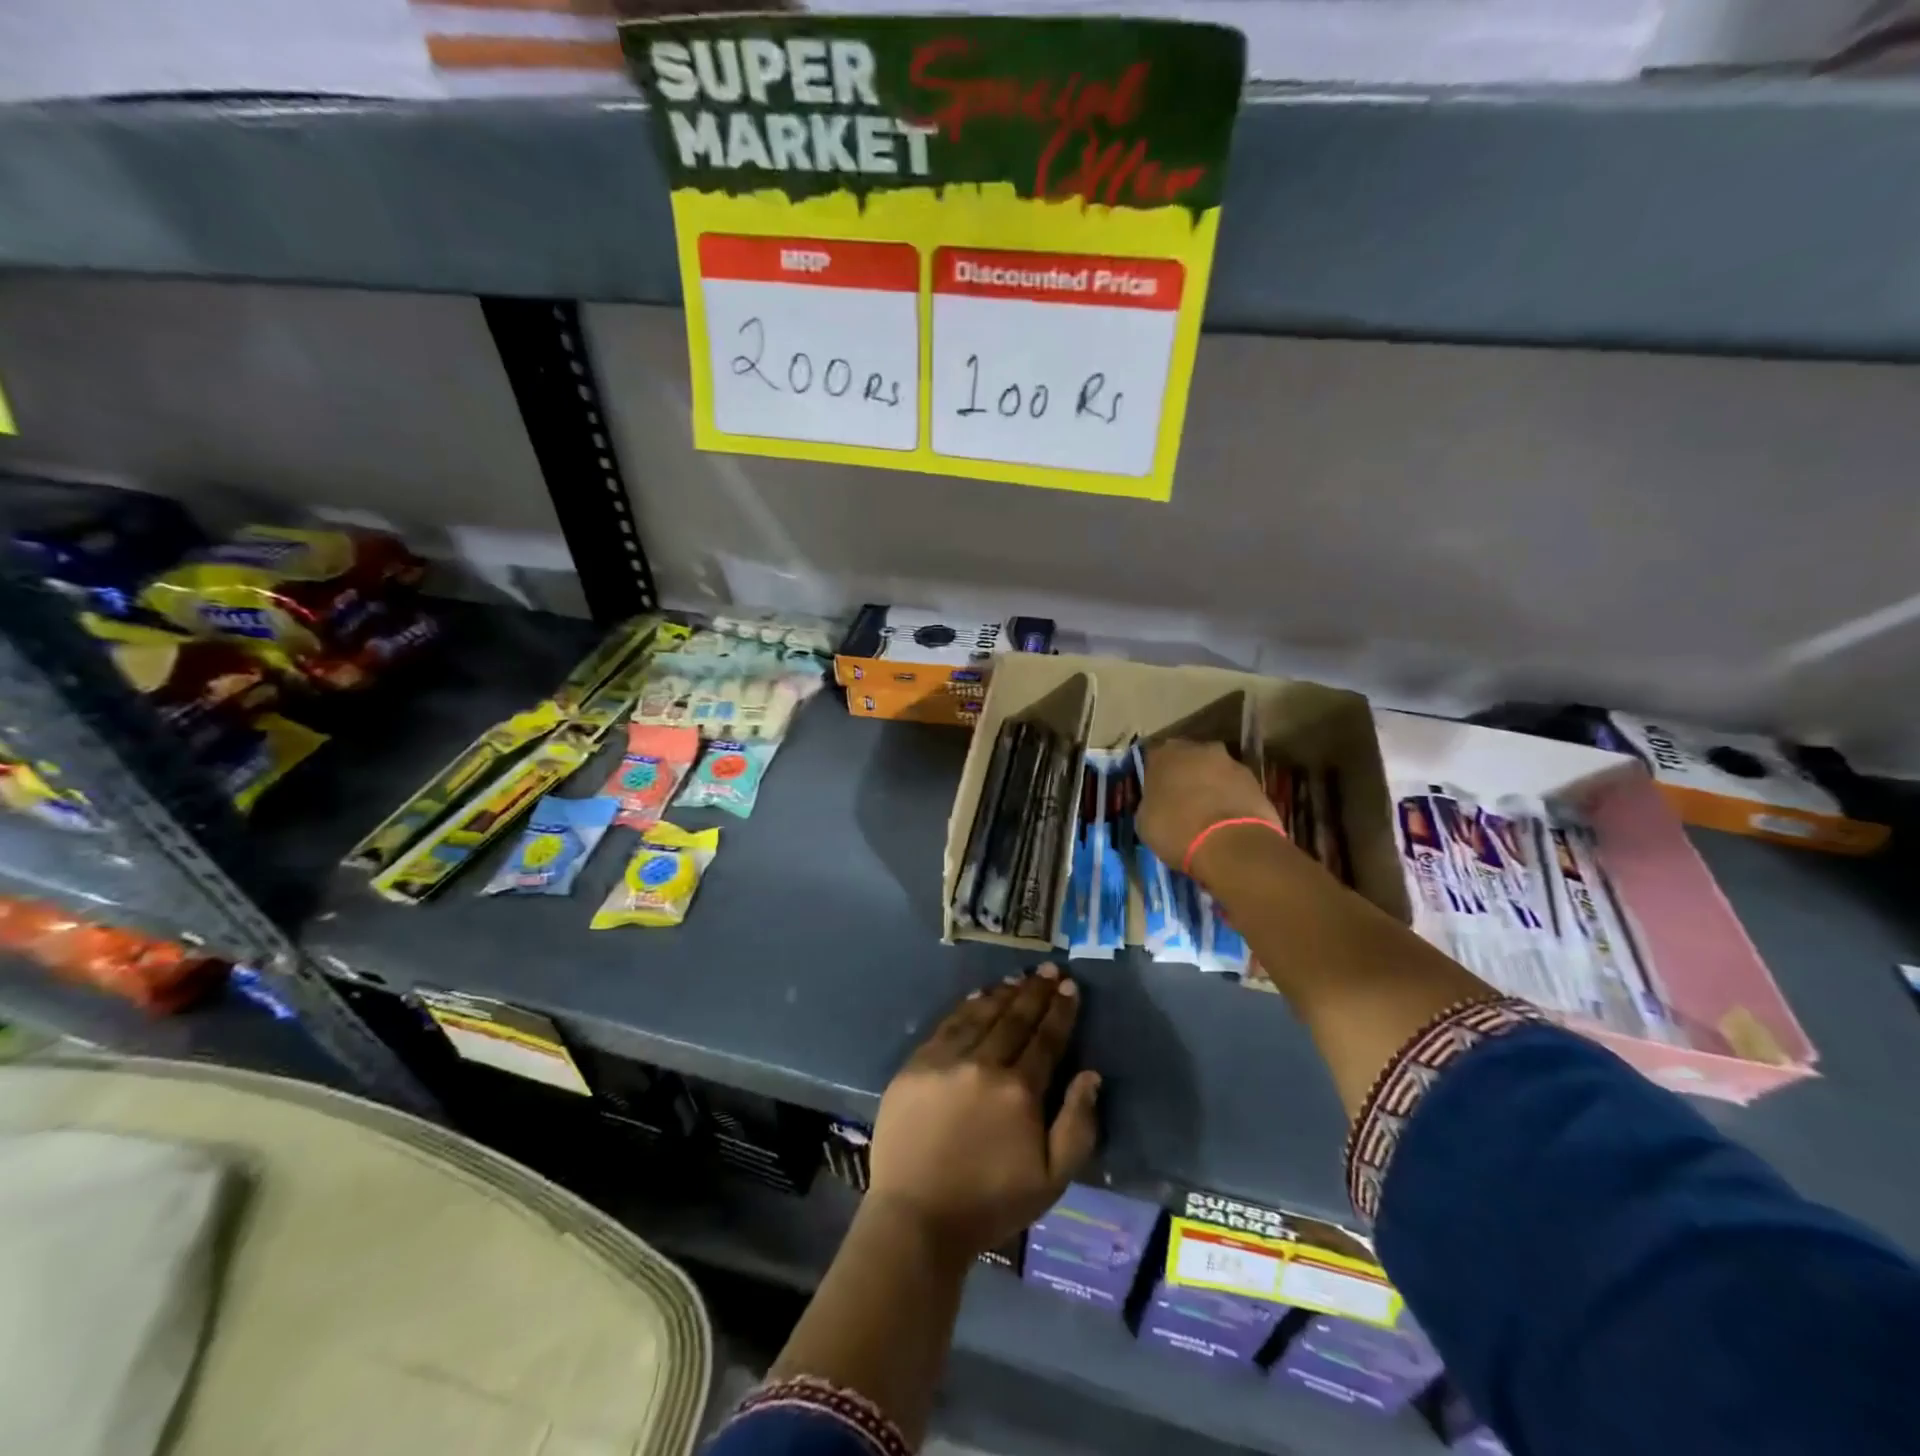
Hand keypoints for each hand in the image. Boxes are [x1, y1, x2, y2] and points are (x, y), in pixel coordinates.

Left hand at [869, 966, 1101, 1257]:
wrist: (917, 1218)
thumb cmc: (990, 1203)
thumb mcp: (1051, 1180)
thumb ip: (1077, 1124)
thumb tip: (1090, 1074)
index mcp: (1019, 1091)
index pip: (1046, 1039)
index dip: (1061, 1011)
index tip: (1071, 987)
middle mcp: (984, 1064)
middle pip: (1015, 1019)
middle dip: (1036, 992)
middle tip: (1051, 970)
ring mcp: (946, 1060)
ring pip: (981, 1015)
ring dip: (1004, 993)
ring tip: (1020, 977)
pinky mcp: (916, 1064)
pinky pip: (948, 1024)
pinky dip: (967, 1006)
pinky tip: (979, 996)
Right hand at [1137, 740, 1279, 870]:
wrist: (1231, 845)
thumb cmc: (1177, 830)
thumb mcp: (1145, 821)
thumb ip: (1150, 802)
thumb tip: (1157, 803)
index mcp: (1165, 754)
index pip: (1153, 758)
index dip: (1153, 777)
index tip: (1154, 795)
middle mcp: (1198, 749)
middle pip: (1187, 759)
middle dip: (1184, 776)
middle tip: (1180, 802)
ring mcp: (1231, 762)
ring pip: (1214, 772)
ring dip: (1210, 786)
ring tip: (1206, 815)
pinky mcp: (1255, 781)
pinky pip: (1235, 787)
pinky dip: (1230, 799)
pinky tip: (1226, 821)